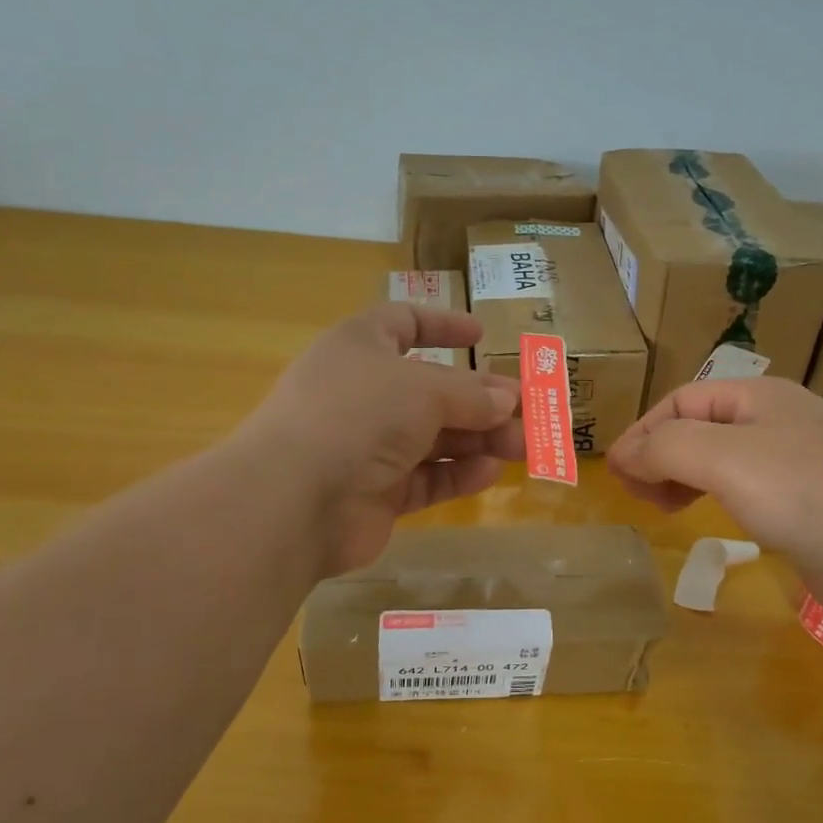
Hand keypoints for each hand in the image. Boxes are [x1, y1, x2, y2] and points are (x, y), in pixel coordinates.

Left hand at [235, 303, 523, 576]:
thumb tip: (508, 398)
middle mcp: (363, 393)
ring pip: (433, 437)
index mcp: (360, 347)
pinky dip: (456, 474)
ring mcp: (367, 446)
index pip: (403, 322)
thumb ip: (470, 393)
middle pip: (431, 389)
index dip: (442, 325)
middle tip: (529, 412)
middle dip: (481, 399)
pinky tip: (489, 473)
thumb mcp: (423, 389)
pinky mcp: (375, 493)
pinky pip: (424, 478)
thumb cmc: (358, 415)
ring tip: (524, 447)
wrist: (294, 499)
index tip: (482, 336)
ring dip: (479, 439)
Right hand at [608, 376, 822, 622]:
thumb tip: (623, 455)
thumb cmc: (805, 494)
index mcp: (759, 396)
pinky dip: (717, 498)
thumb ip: (665, 447)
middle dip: (660, 455)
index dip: (642, 433)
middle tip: (638, 494)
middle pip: (700, 427)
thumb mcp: (723, 458)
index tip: (615, 473)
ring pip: (722, 459)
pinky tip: (712, 519)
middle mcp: (778, 420)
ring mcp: (799, 462)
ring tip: (664, 508)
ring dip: (684, 477)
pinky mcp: (811, 503)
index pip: (681, 401)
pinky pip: (749, 489)